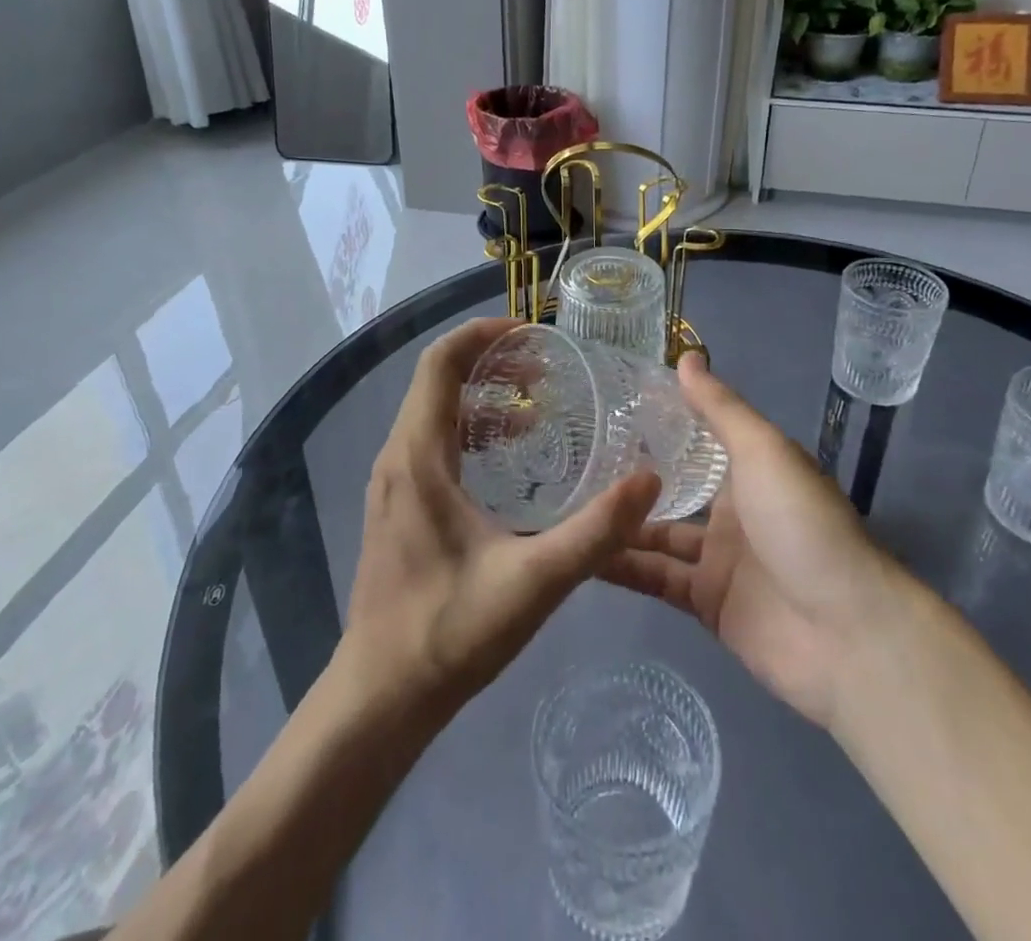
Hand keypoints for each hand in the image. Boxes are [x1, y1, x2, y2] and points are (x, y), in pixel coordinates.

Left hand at [341, 317, 662, 722]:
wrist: (381, 696)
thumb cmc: (450, 633)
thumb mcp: (534, 582)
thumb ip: (596, 532)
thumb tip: (649, 480)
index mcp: (418, 457)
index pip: (441, 363)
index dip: (483, 335)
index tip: (534, 335)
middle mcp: (398, 456)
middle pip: (439, 381)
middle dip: (493, 363)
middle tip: (548, 371)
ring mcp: (394, 482)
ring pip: (436, 412)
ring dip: (484, 399)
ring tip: (538, 411)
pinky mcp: (399, 505)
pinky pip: (434, 442)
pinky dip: (473, 432)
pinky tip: (511, 459)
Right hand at [601, 353, 893, 730]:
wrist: (846, 634)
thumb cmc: (803, 524)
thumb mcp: (763, 451)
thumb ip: (721, 408)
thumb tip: (687, 355)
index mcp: (749, 468)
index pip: (696, 436)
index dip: (657, 421)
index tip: (606, 401)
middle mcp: (732, 509)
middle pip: (672, 486)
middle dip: (629, 473)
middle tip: (571, 454)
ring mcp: (717, 558)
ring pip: (655, 533)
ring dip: (617, 521)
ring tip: (562, 500)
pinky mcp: (705, 603)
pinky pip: (655, 578)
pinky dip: (621, 567)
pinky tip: (579, 552)